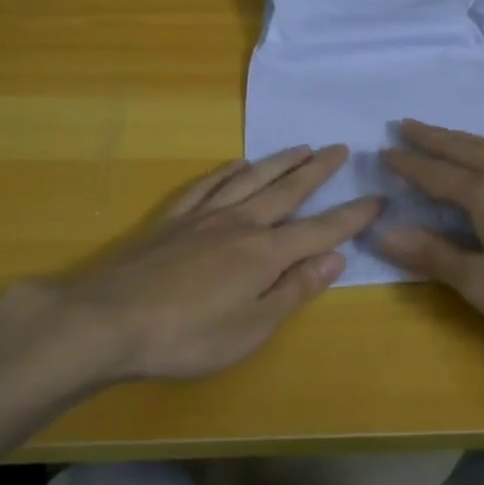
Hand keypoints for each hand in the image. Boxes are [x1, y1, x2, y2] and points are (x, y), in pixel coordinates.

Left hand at [45, 145, 380, 382]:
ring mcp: (202, 217)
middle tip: (339, 149)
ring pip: (250, 180)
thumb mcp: (252, 328)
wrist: (107, 320)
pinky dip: (226, 171)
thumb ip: (294, 290)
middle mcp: (239, 224)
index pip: (319, 230)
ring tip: (300, 147)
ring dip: (278, 162)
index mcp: (265, 254)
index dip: (351, 216)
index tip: (376, 198)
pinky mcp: (171, 219)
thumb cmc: (186, 337)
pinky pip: (206, 186)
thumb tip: (335, 258)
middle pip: (287, 191)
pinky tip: (236, 164)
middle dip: (317, 171)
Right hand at [376, 120, 483, 350]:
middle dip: (432, 137)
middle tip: (405, 124)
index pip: (435, 174)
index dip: (408, 164)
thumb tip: (384, 231)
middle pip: (464, 148)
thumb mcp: (481, 283)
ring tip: (443, 135)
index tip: (383, 151)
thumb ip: (433, 255)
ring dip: (461, 139)